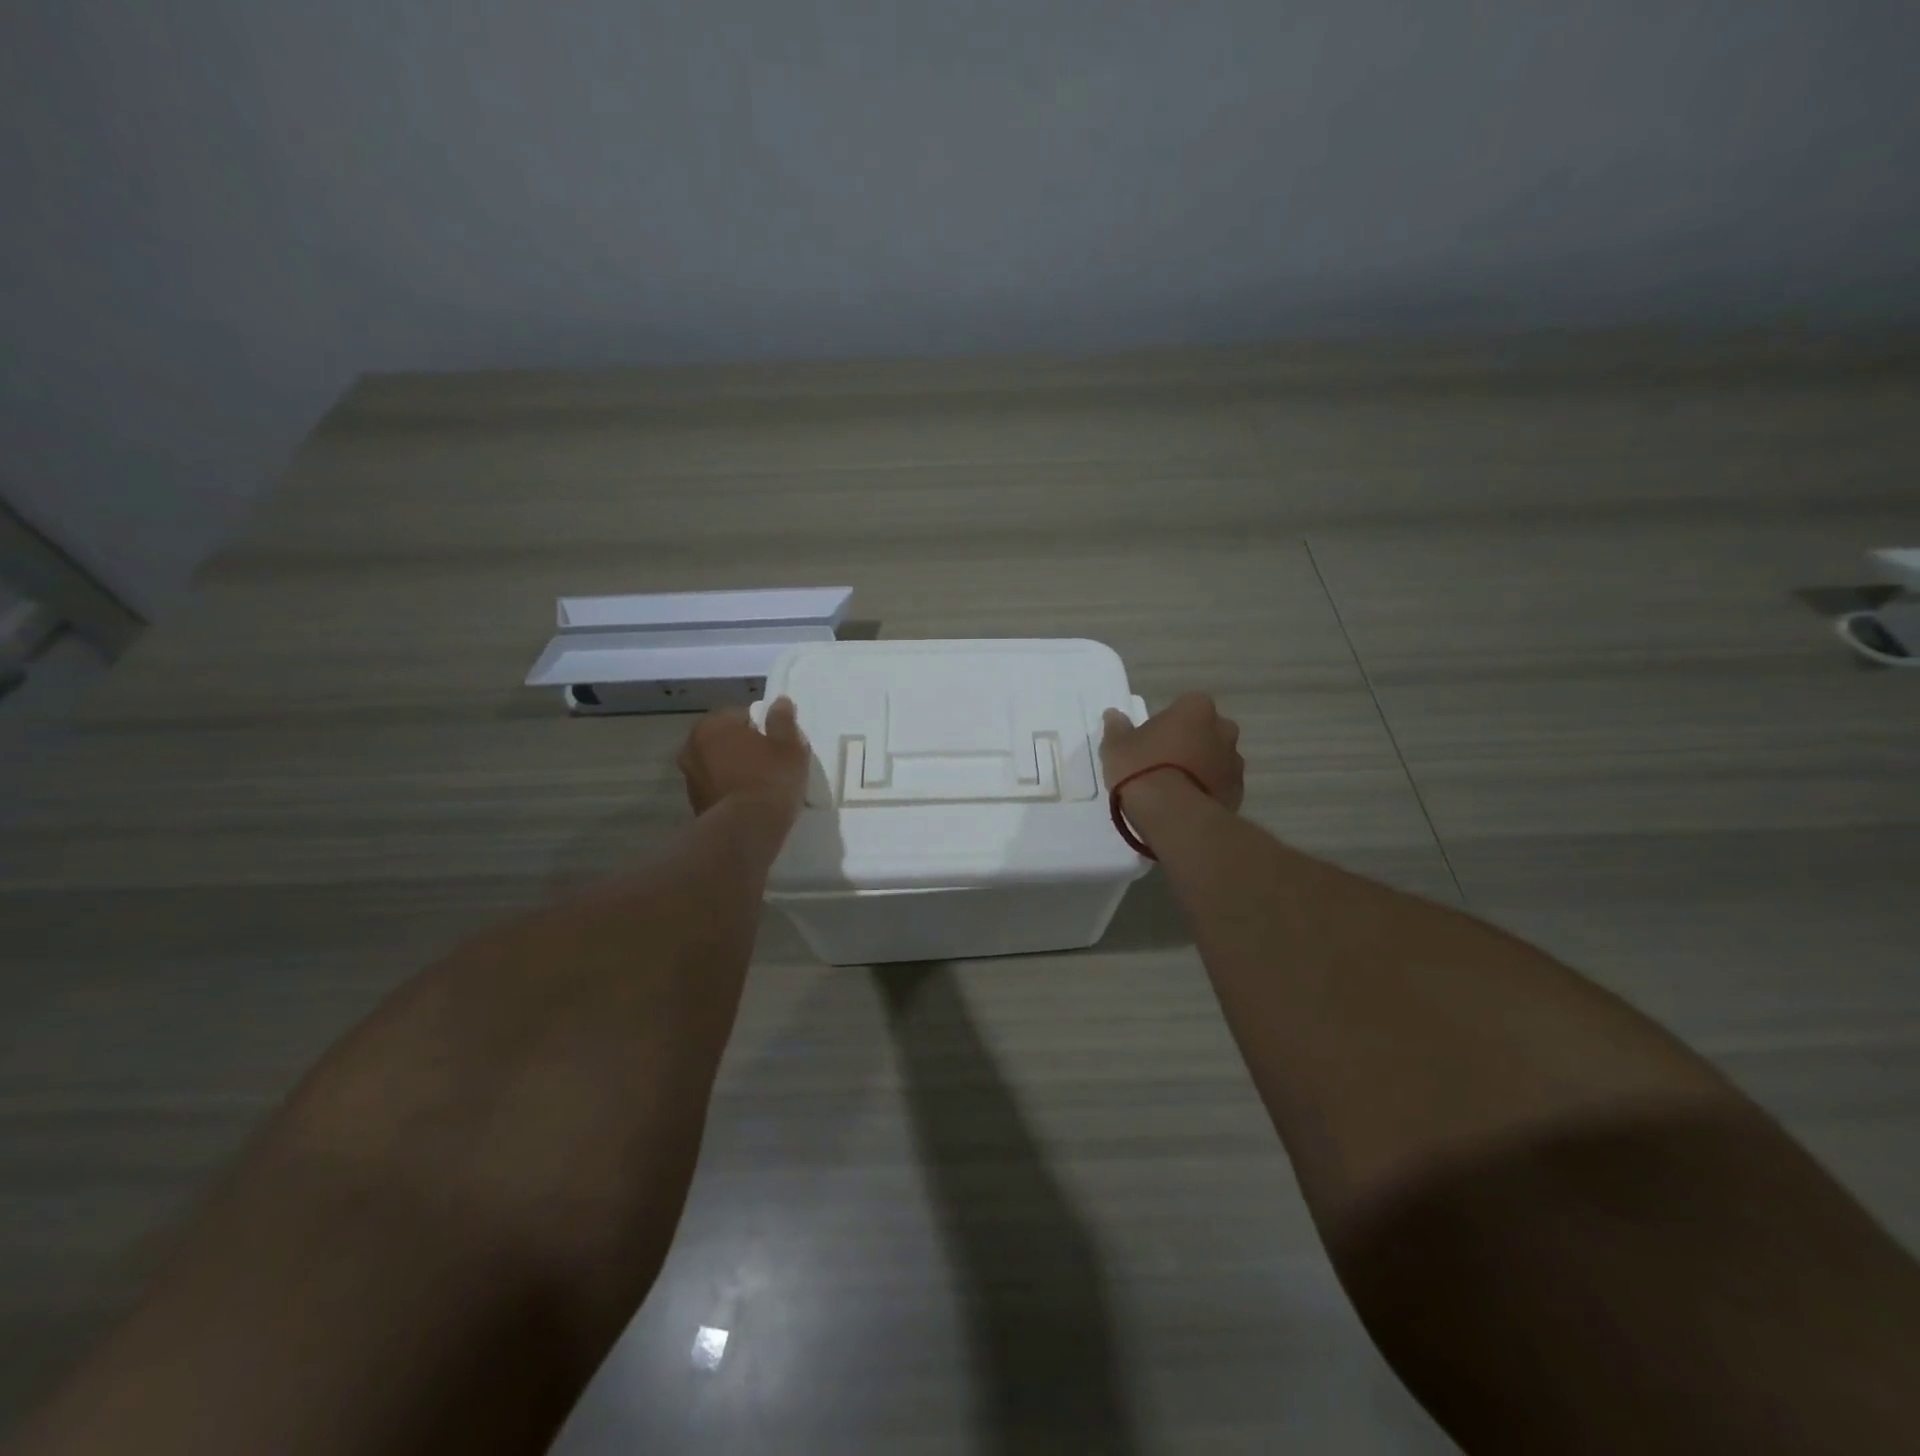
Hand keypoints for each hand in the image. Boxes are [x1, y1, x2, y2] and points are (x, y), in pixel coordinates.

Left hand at [678, 698, 810, 817]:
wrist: (746, 830)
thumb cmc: (770, 779)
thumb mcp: (789, 745)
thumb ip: (782, 720)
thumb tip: (780, 702)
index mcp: (713, 725)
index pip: (740, 714)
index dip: (762, 726)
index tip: (778, 742)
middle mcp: (693, 746)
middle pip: (726, 739)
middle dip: (744, 746)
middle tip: (771, 760)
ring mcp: (690, 777)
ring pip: (719, 764)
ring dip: (735, 768)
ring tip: (761, 783)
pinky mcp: (694, 803)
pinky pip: (717, 786)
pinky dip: (730, 789)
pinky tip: (750, 800)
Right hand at [1101, 693, 1243, 811]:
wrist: (1173, 815)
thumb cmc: (1142, 769)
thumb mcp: (1116, 747)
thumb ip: (1117, 728)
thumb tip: (1114, 715)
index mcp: (1195, 708)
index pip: (1184, 706)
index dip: (1168, 723)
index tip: (1152, 740)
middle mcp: (1223, 729)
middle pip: (1206, 731)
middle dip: (1191, 742)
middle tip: (1164, 762)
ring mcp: (1234, 762)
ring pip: (1216, 759)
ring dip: (1201, 767)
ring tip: (1175, 788)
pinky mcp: (1238, 793)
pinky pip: (1220, 785)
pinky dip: (1208, 790)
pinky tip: (1186, 804)